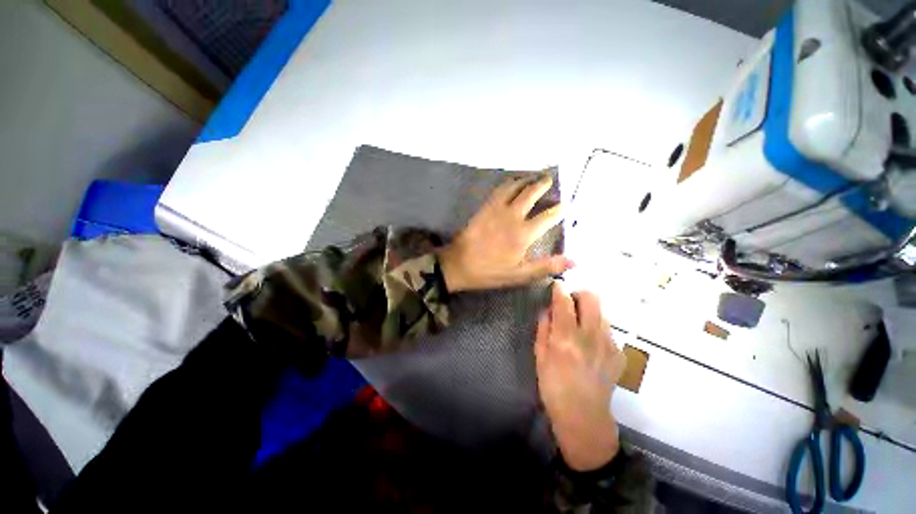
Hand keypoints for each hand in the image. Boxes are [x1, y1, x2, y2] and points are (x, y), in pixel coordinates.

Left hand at [438, 174, 571, 291]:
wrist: (459, 264)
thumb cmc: (490, 271)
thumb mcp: (520, 275)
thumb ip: (546, 266)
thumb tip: (575, 261)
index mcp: (524, 234)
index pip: (548, 216)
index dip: (559, 210)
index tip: (565, 205)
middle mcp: (513, 216)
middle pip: (532, 193)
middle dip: (543, 184)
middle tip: (550, 179)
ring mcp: (497, 209)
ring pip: (515, 186)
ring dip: (527, 179)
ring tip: (534, 177)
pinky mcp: (485, 207)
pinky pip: (499, 189)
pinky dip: (509, 182)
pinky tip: (512, 182)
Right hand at [535, 285, 625, 470]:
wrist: (584, 417)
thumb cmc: (554, 386)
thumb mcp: (540, 356)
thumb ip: (543, 328)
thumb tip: (547, 309)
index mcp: (566, 339)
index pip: (564, 303)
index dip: (560, 289)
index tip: (557, 284)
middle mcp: (590, 337)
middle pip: (592, 298)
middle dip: (579, 294)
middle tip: (570, 304)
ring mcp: (608, 345)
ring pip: (602, 312)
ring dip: (589, 311)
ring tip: (579, 326)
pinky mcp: (618, 353)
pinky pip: (608, 329)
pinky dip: (596, 328)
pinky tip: (590, 344)